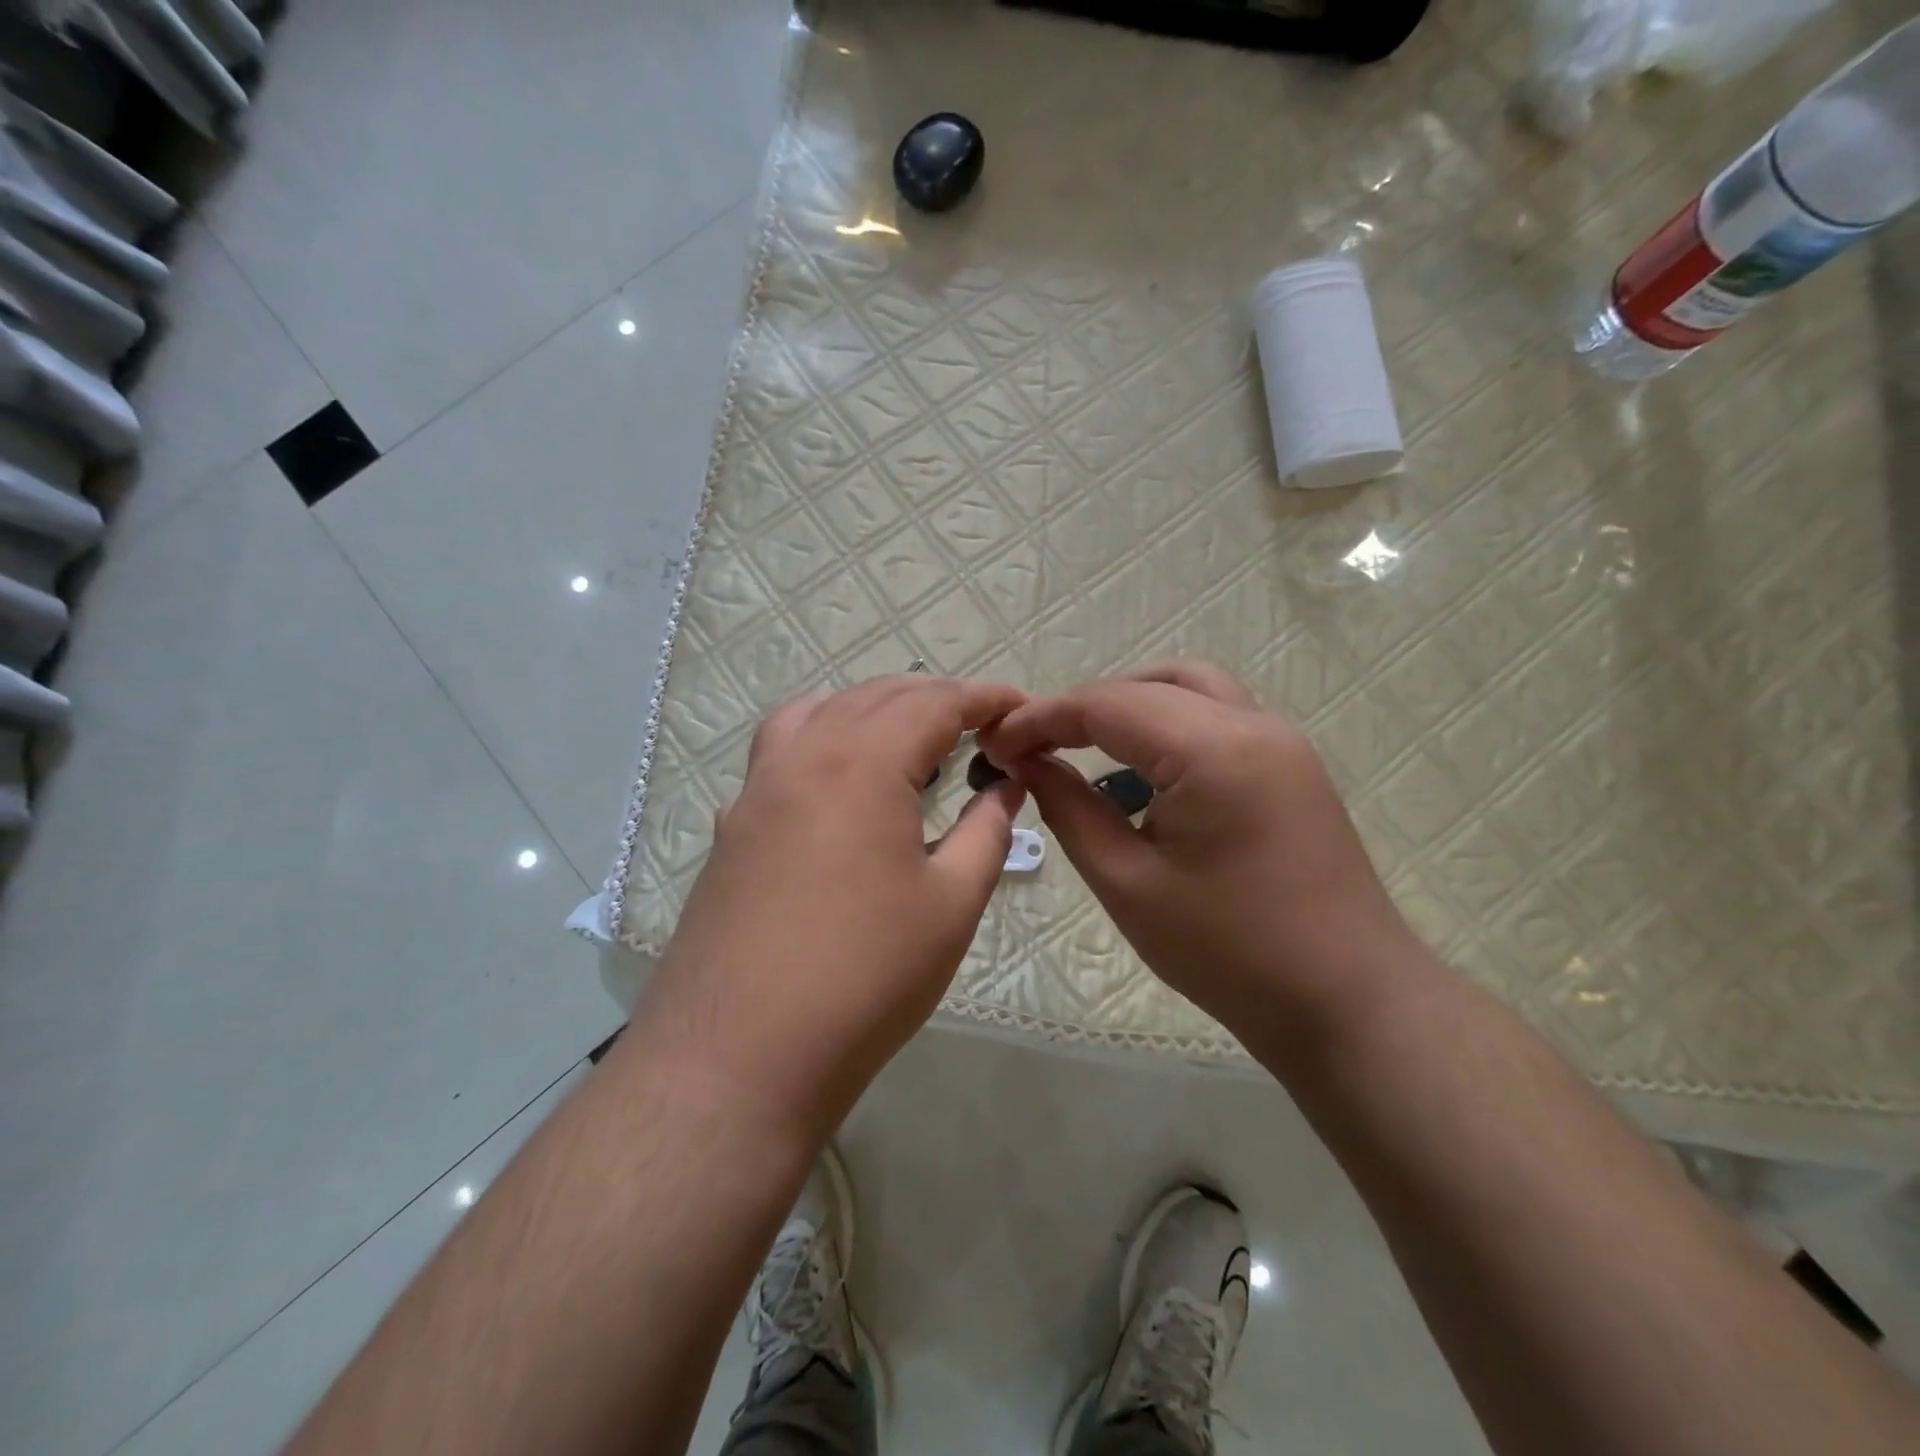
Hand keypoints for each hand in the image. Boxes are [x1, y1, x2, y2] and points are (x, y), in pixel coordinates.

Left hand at [640, 675, 1026, 1138]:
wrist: (739, 1056)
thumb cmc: (865, 977)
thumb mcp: (951, 904)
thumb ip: (986, 831)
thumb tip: (1007, 786)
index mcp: (862, 763)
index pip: (934, 702)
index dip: (984, 697)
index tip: (1020, 705)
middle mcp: (802, 756)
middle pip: (875, 697)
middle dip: (934, 698)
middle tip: (979, 724)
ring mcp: (756, 789)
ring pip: (818, 712)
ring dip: (871, 709)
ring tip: (908, 738)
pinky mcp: (732, 826)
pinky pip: (780, 751)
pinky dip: (822, 737)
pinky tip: (838, 782)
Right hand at [978, 661, 1422, 1038]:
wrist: (1347, 1002)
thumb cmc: (1229, 953)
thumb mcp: (1128, 883)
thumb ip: (1070, 809)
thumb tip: (1028, 764)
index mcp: (1213, 750)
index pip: (1108, 704)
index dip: (1043, 718)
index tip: (996, 745)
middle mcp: (1254, 724)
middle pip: (1151, 683)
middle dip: (1085, 706)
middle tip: (1038, 747)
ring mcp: (1283, 740)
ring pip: (1192, 688)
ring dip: (1132, 705)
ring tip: (1086, 748)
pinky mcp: (1292, 765)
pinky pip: (1219, 717)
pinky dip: (1170, 724)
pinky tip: (1146, 771)